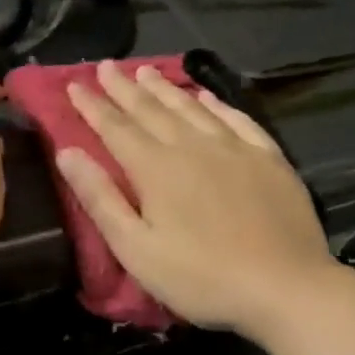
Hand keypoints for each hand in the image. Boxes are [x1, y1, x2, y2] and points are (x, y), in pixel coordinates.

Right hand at [54, 61, 336, 337]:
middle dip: (124, 88)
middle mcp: (192, 146)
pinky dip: (217, 104)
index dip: (92, 106)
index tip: (73, 84)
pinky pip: (237, 119)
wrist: (286, 288)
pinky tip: (207, 96)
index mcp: (156, 168)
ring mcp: (235, 149)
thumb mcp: (136, 248)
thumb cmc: (201, 278)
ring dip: (165, 88)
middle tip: (106, 66)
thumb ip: (100, 198)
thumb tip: (67, 152)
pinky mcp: (269, 159)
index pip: (115, 127)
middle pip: (151, 110)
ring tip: (146, 71)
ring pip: (191, 107)